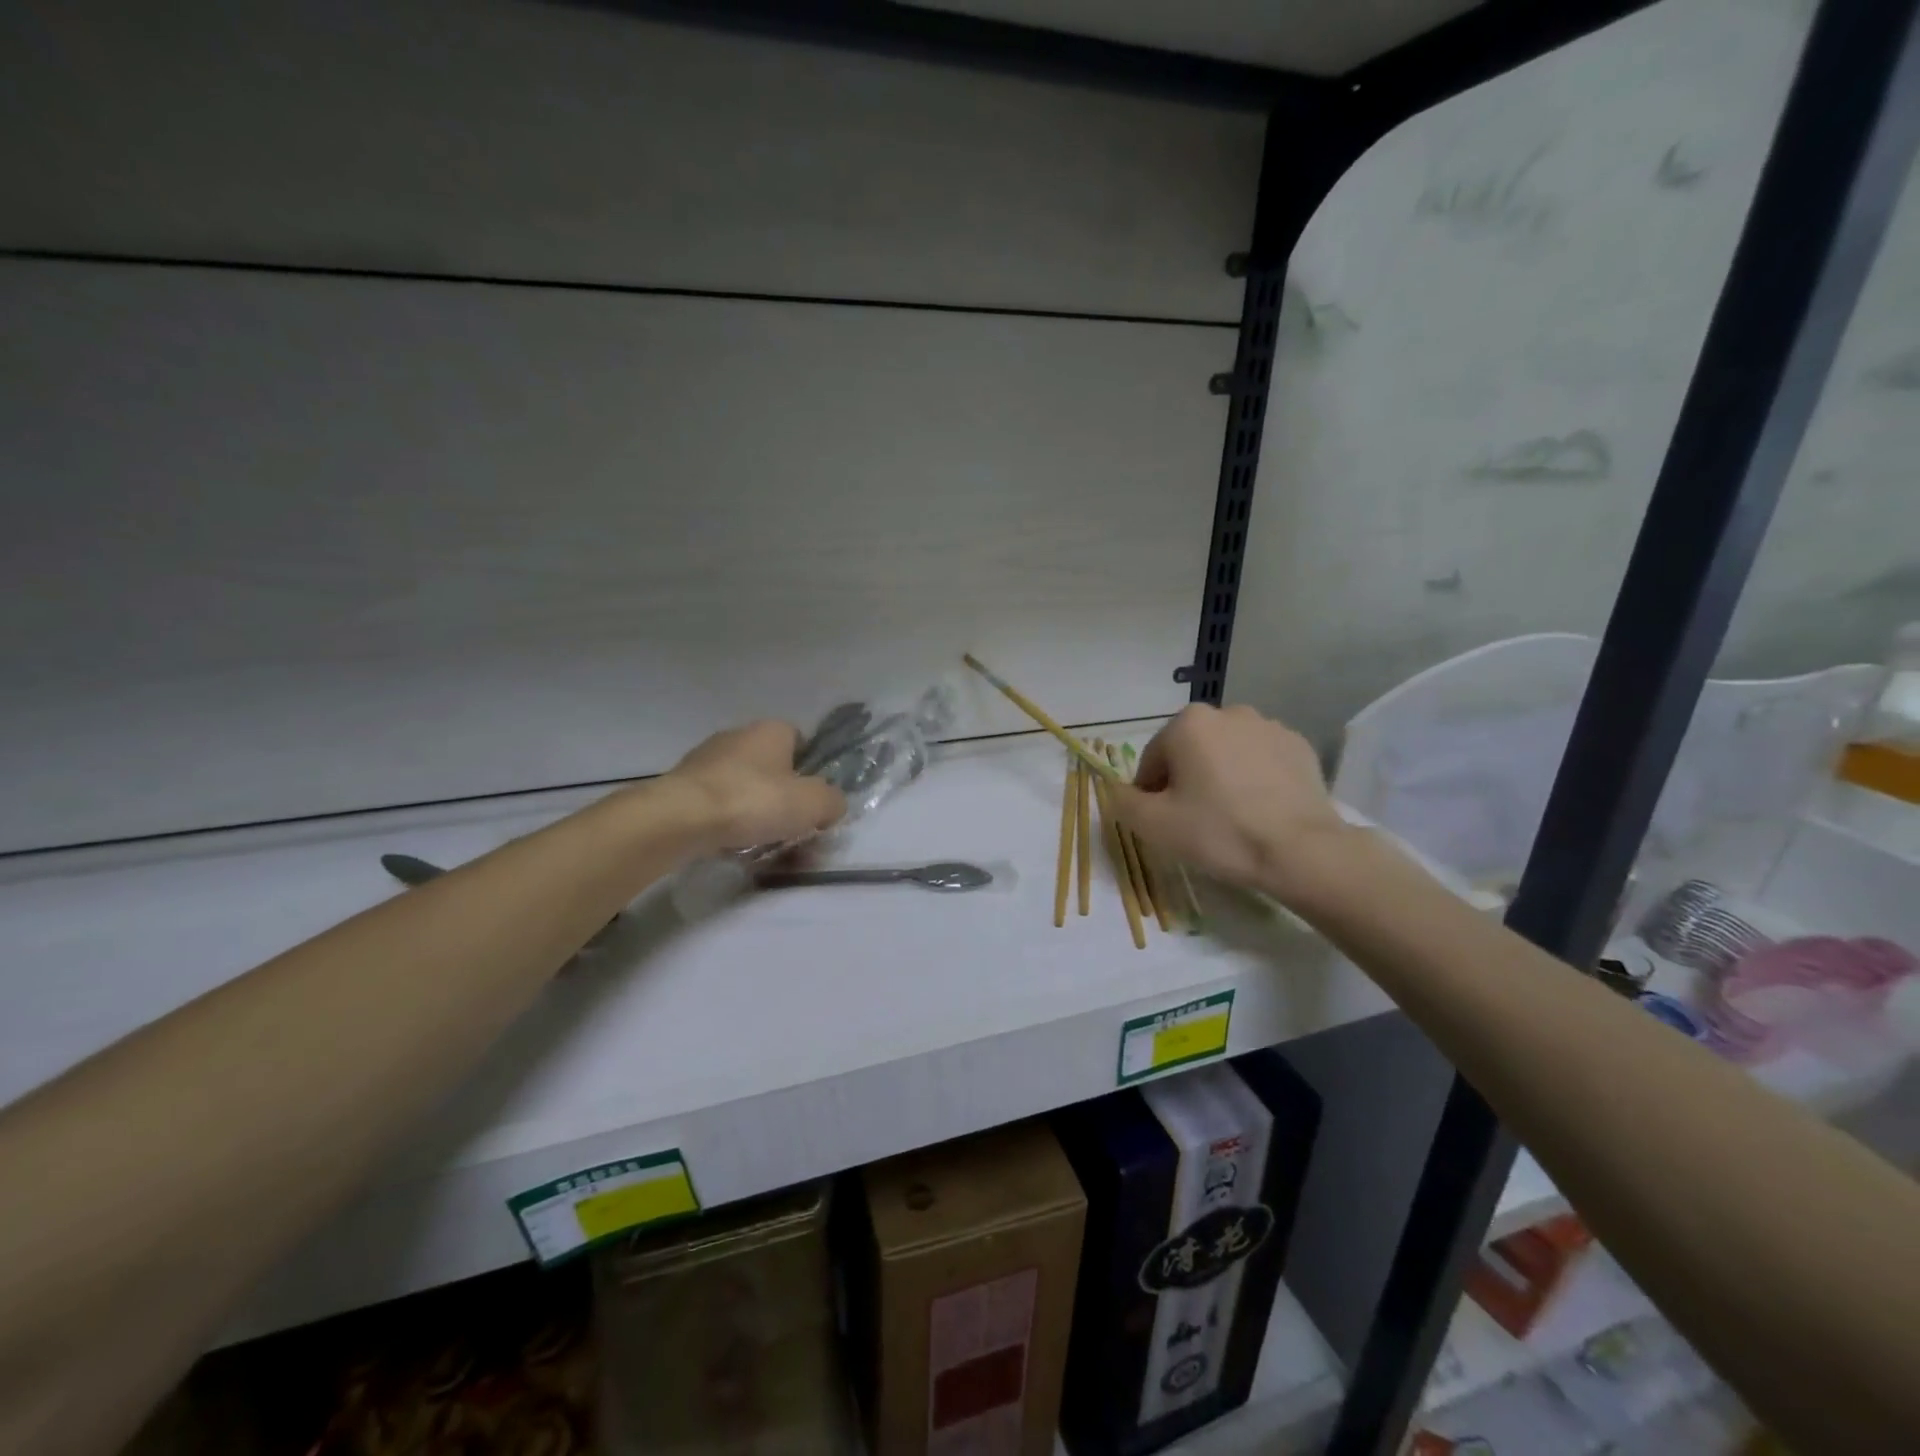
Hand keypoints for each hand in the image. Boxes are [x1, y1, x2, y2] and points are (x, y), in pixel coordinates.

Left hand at [666, 720, 846, 850]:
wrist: (681, 819)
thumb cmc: (754, 801)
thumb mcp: (813, 804)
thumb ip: (833, 801)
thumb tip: (832, 805)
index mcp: (772, 730)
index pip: (801, 740)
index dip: (812, 769)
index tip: (813, 800)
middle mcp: (738, 736)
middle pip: (773, 768)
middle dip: (784, 797)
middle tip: (793, 829)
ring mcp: (706, 760)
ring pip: (744, 787)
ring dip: (756, 812)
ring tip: (764, 845)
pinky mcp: (683, 786)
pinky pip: (718, 805)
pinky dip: (728, 822)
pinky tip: (733, 845)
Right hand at [1110, 704, 1351, 896]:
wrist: (1301, 851)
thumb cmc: (1219, 832)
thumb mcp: (1154, 825)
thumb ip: (1123, 802)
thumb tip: (1117, 791)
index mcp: (1188, 723)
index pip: (1153, 759)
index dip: (1151, 792)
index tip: (1163, 821)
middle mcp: (1228, 712)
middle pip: (1191, 750)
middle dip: (1187, 779)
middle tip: (1195, 820)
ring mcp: (1269, 726)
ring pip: (1227, 753)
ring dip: (1221, 775)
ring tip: (1231, 816)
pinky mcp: (1300, 746)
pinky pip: (1262, 760)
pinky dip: (1254, 778)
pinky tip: (1260, 810)